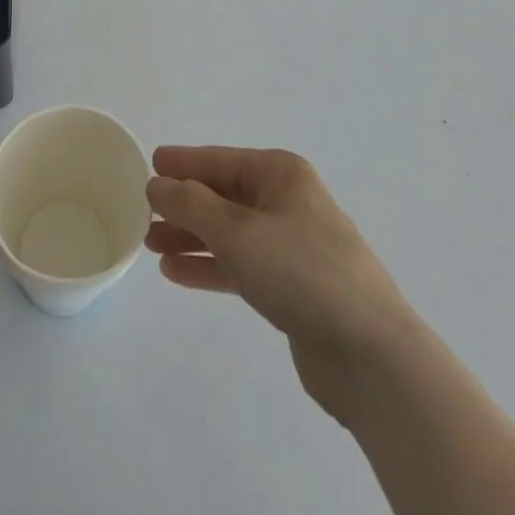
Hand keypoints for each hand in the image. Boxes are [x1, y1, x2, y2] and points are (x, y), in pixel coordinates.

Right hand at [146, 146, 410, 428]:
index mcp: (280, 174)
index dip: (183, 162)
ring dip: (191, 237)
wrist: (370, 354)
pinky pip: (241, 265)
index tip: (149, 164)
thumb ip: (191, 205)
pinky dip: (210, 266)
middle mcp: (287, 201)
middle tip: (144, 213)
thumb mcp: (237, 231)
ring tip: (151, 245)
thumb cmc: (301, 272)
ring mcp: (292, 245)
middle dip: (184, 204)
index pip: (220, 159)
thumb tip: (158, 184)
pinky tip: (176, 274)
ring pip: (229, 232)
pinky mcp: (292, 286)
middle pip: (223, 195)